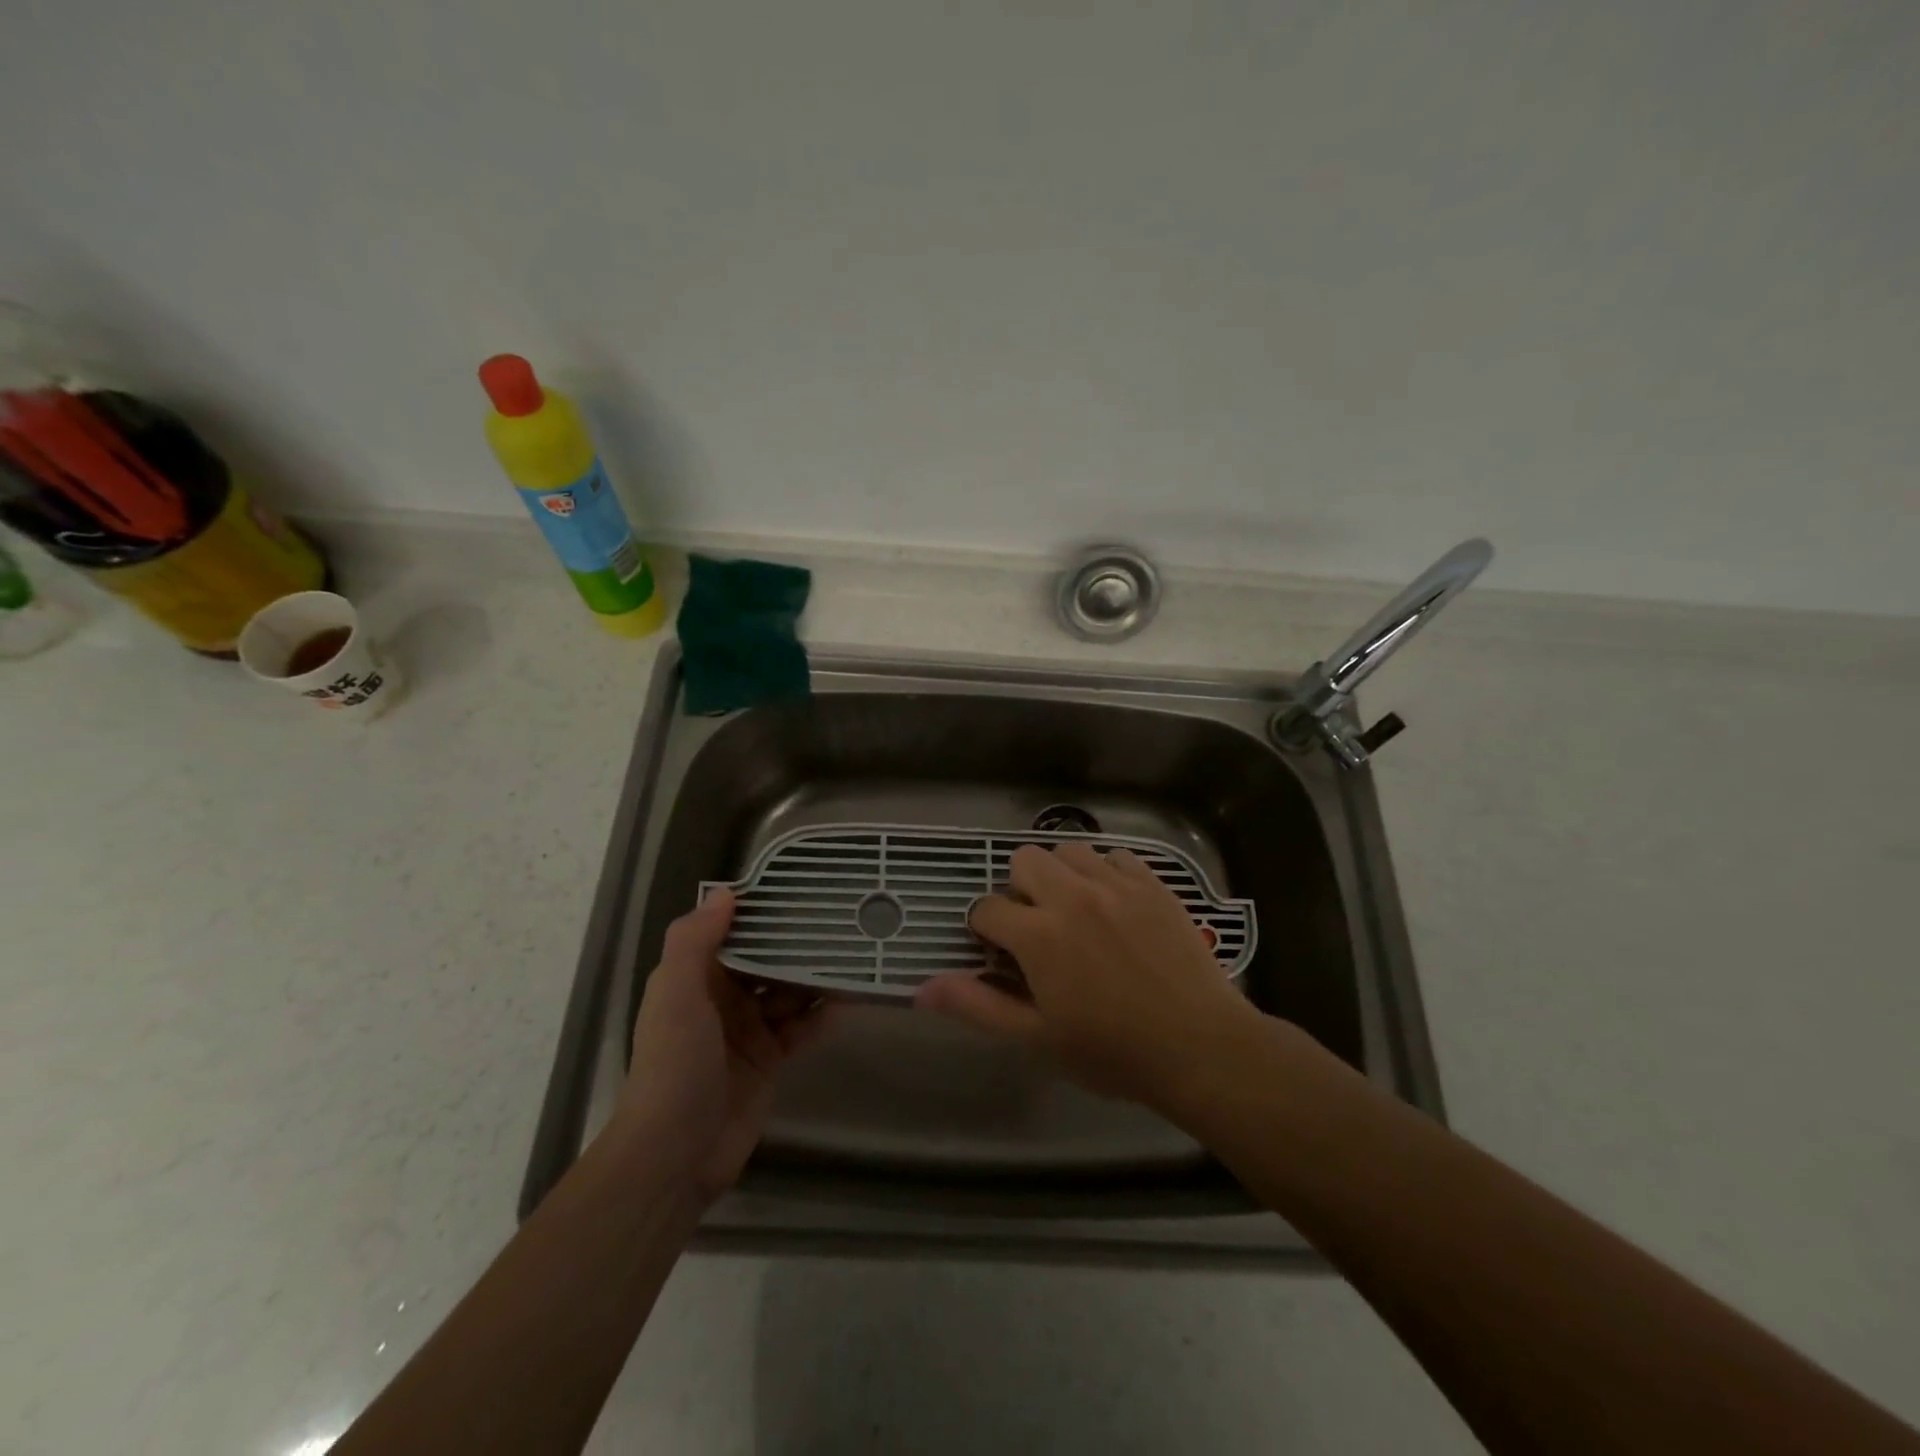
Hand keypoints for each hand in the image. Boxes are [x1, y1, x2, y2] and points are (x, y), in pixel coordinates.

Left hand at [622, 887, 835, 1202]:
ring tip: (855, 951)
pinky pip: (803, 1028)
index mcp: (696, 978)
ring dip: (816, 976)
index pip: (732, 933)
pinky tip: (850, 999)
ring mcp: (749, 1031)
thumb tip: (727, 892)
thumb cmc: (674, 1064)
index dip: (761, 912)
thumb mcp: (676, 994)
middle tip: (841, 917)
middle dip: (797, 942)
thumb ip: (694, 941)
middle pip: (766, 960)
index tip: (798, 888)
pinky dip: (823, 1015)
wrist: (675, 1154)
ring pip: (789, 992)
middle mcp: (723, 999)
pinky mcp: (771, 1060)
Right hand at [915, 843, 1259, 1107]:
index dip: (985, 929)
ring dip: (1060, 875)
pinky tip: (1114, 904)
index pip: (988, 908)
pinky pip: (1116, 855)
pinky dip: (1105, 872)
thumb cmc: (1113, 1052)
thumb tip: (922, 988)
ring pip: (1068, 851)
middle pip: (1024, 860)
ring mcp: (1116, 884)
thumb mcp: (1038, 1038)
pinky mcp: (1152, 883)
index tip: (1000, 952)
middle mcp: (1072, 895)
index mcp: (1039, 934)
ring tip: (1074, 910)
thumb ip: (978, 1006)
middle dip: (1019, 890)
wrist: (1201, 1047)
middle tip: (1037, 928)